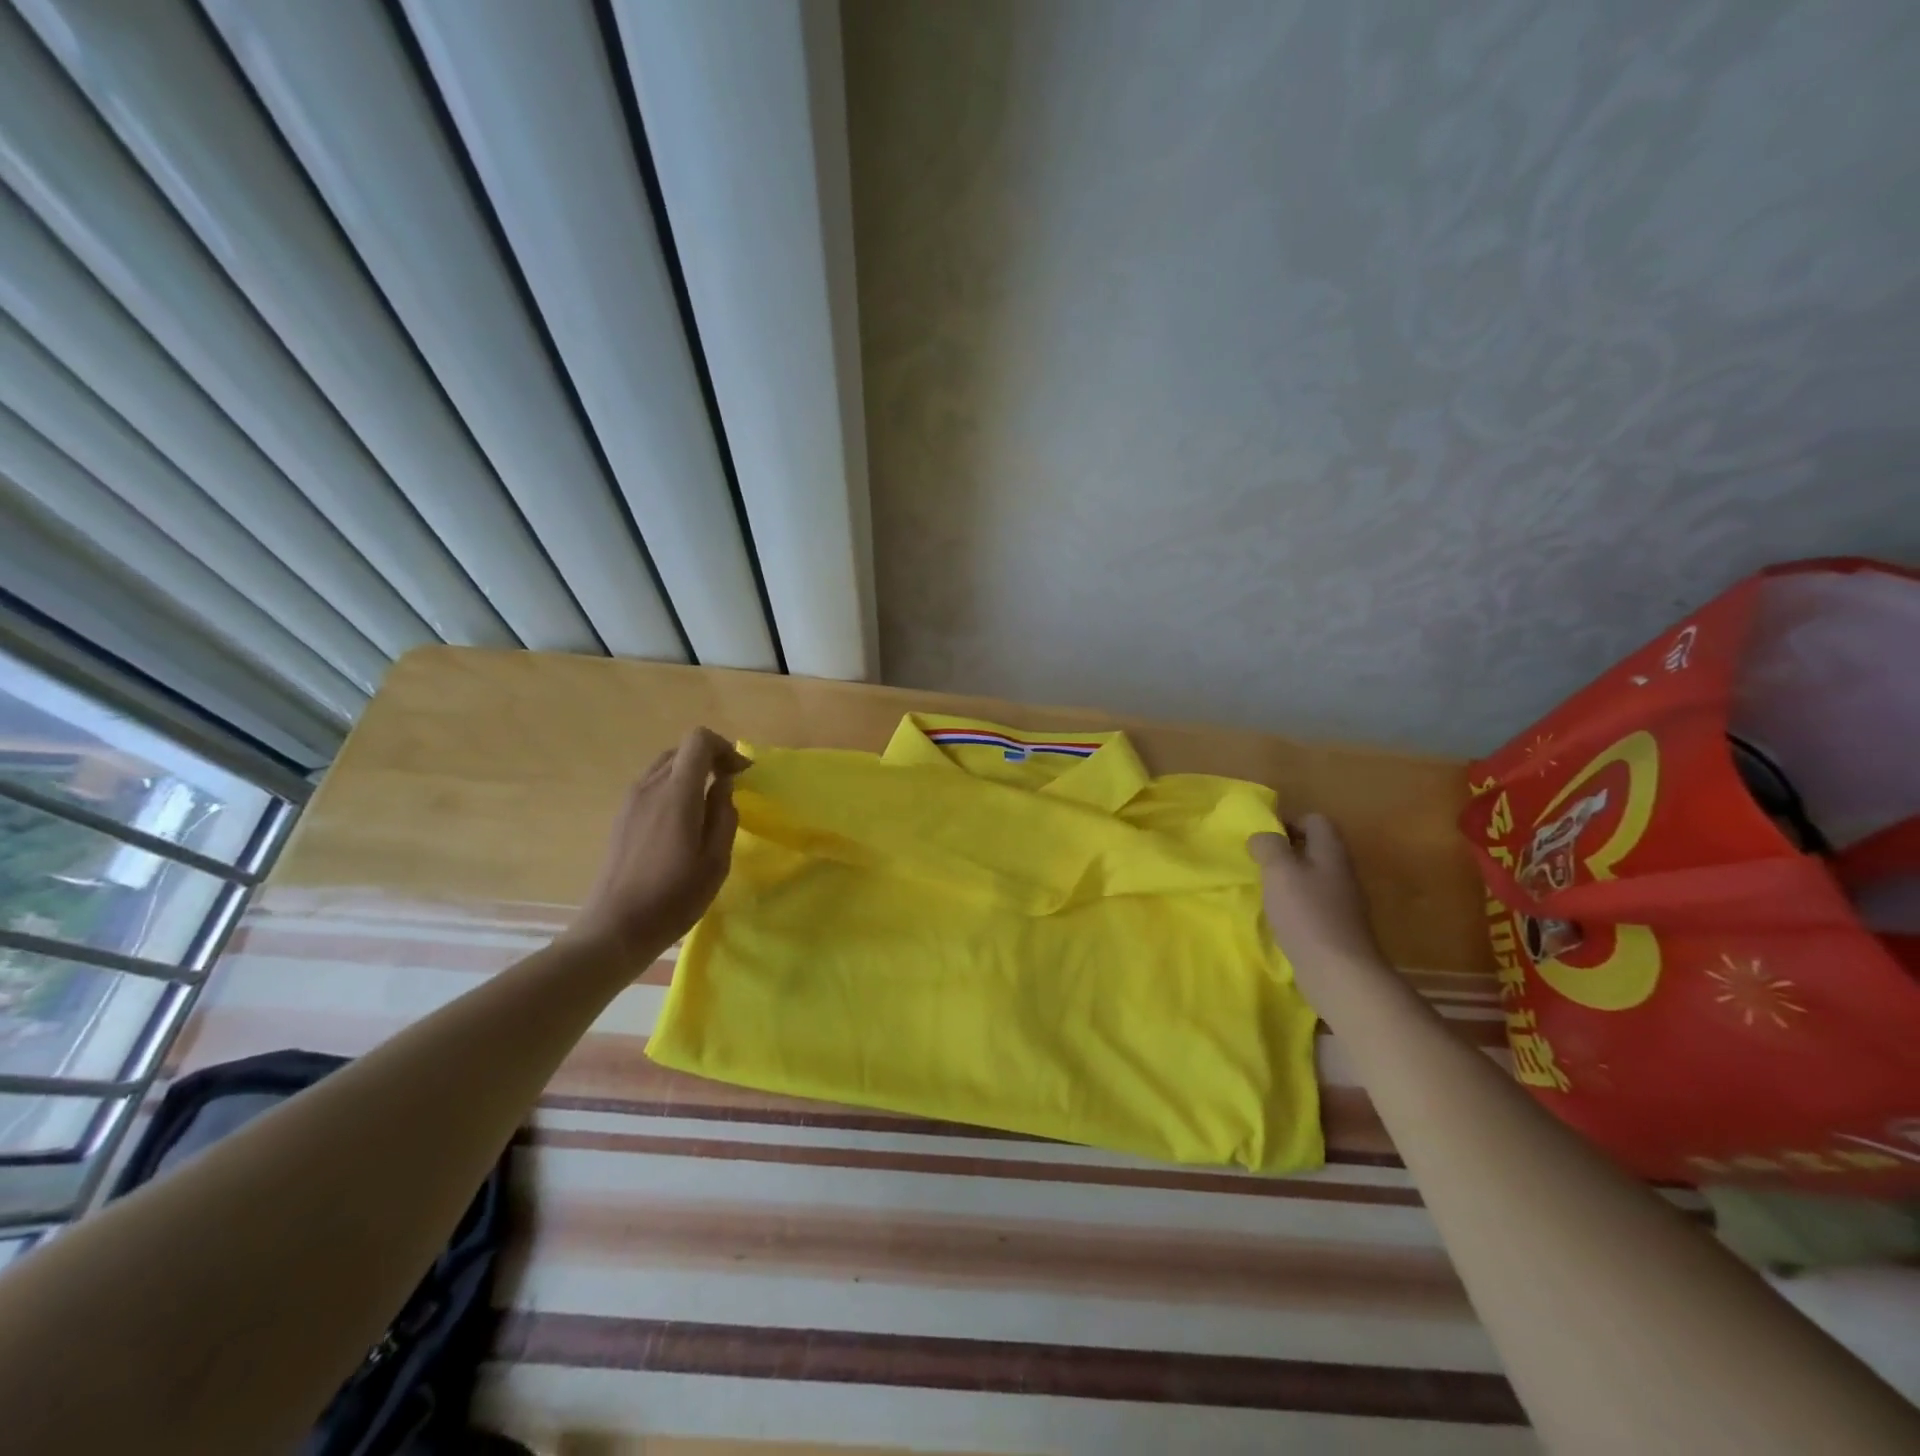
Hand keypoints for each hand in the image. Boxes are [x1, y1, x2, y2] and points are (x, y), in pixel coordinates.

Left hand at [563, 726, 750, 960]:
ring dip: (690, 774)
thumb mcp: (716, 860)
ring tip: (707, 805)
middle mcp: (649, 787)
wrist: (616, 927)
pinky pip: (651, 786)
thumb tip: (723, 785)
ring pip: (664, 767)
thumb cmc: (674, 896)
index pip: (698, 740)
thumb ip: (723, 814)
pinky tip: (682, 823)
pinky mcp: (621, 817)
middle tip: (730, 786)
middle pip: (681, 750)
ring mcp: (630, 801)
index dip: (725, 748)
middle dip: (709, 759)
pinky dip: (673, 789)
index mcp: (676, 793)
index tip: (741, 774)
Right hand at [1248, 814, 1386, 993]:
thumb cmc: (1307, 914)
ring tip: (1264, 889)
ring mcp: (1343, 901)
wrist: (1339, 972)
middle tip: (1259, 862)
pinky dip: (1294, 903)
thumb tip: (1262, 837)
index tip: (1263, 837)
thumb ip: (1268, 846)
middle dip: (1286, 851)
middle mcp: (1342, 872)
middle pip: (1315, 848)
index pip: (1315, 820)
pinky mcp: (1337, 926)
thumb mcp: (1279, 871)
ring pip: (1313, 876)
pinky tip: (1278, 916)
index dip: (1289, 821)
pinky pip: (1313, 902)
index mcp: (1331, 852)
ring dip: (1288, 879)